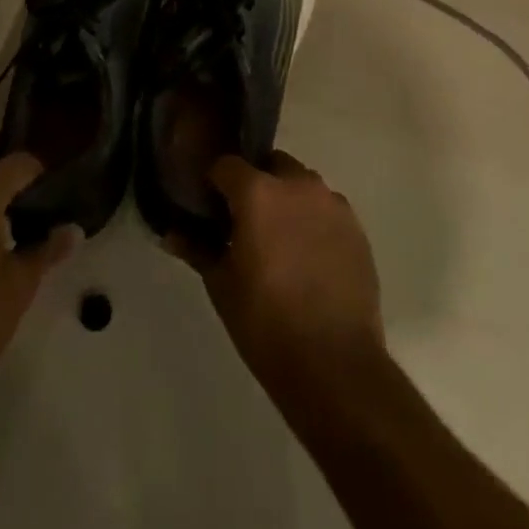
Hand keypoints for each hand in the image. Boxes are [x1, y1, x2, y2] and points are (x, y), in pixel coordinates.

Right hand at [169, 151, 382, 396]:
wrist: (335, 364)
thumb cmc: (266, 324)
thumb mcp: (222, 287)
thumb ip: (198, 250)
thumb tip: (171, 233)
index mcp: (258, 192)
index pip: (227, 165)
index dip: (215, 182)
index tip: (210, 206)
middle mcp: (297, 184)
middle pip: (270, 166)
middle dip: (256, 184)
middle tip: (246, 223)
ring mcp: (331, 203)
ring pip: (301, 184)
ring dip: (287, 200)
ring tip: (280, 241)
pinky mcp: (356, 226)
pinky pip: (326, 209)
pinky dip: (314, 221)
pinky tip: (309, 257)